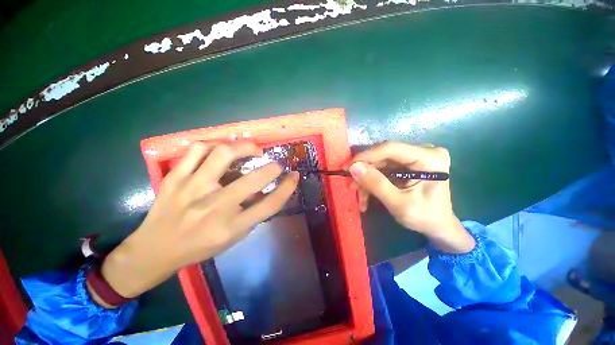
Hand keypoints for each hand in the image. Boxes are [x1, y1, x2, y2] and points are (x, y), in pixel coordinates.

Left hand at [95, 142, 298, 303]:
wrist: (154, 249)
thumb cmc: (199, 246)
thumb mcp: (233, 237)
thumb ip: (253, 214)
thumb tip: (268, 189)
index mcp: (231, 227)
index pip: (270, 204)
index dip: (287, 188)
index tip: (294, 176)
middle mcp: (214, 207)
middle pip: (253, 180)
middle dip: (273, 168)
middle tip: (276, 164)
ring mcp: (192, 189)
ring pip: (223, 154)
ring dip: (245, 147)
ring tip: (252, 149)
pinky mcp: (175, 178)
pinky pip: (197, 150)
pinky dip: (215, 145)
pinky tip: (221, 149)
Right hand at [347, 142, 473, 252]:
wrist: (438, 226)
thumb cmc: (424, 217)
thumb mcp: (398, 204)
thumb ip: (376, 184)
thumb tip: (353, 167)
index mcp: (429, 158)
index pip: (390, 148)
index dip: (366, 156)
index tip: (347, 167)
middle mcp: (423, 152)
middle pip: (383, 156)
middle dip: (365, 171)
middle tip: (350, 184)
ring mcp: (414, 158)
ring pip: (380, 164)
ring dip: (366, 179)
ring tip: (358, 196)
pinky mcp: (407, 165)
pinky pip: (383, 169)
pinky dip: (372, 182)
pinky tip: (366, 197)